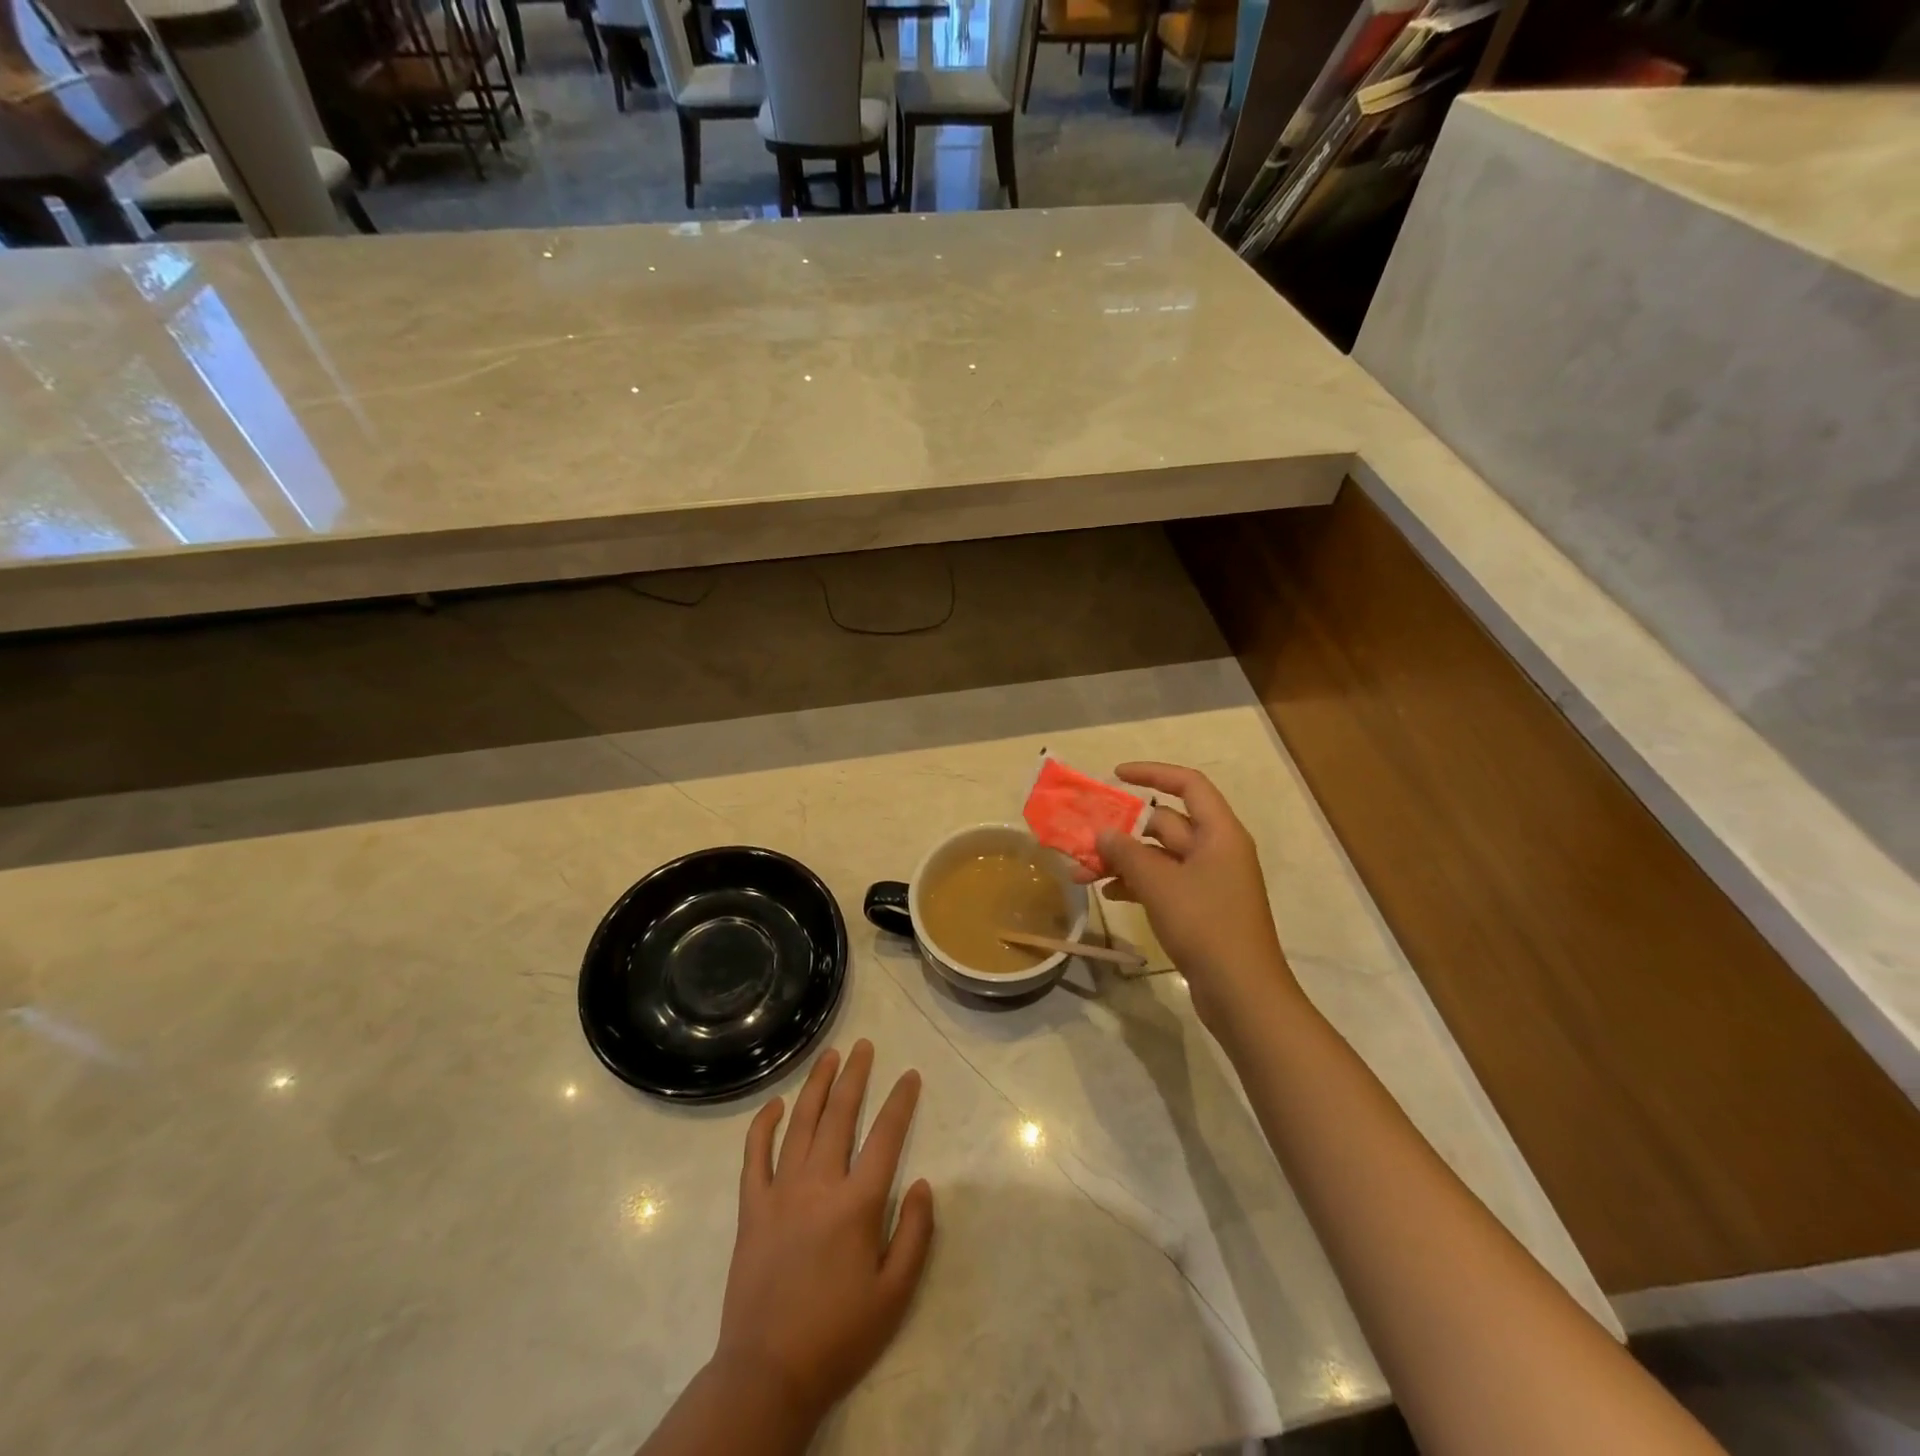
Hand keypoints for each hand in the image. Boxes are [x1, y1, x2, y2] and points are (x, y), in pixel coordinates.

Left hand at [710, 1040, 934, 1426]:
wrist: (768, 1373)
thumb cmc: (838, 1335)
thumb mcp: (894, 1295)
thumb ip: (915, 1235)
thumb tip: (924, 1184)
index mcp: (857, 1204)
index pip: (886, 1136)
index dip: (901, 1102)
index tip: (910, 1075)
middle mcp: (819, 1184)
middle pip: (840, 1115)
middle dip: (856, 1075)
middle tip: (865, 1045)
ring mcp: (780, 1191)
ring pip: (800, 1123)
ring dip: (817, 1085)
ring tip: (830, 1056)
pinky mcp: (752, 1207)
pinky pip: (754, 1155)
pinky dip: (763, 1125)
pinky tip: (775, 1103)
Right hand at [1075, 762, 1299, 1034]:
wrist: (1242, 993)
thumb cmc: (1206, 926)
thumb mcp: (1160, 884)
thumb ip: (1127, 853)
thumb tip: (1103, 832)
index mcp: (1219, 833)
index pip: (1187, 784)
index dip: (1152, 773)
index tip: (1115, 775)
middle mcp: (1216, 849)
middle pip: (1166, 822)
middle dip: (1123, 829)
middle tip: (1083, 836)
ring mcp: (1209, 880)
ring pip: (1158, 856)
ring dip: (1122, 860)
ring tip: (1082, 873)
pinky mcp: (1200, 908)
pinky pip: (1162, 882)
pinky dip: (1135, 883)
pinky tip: (1107, 893)